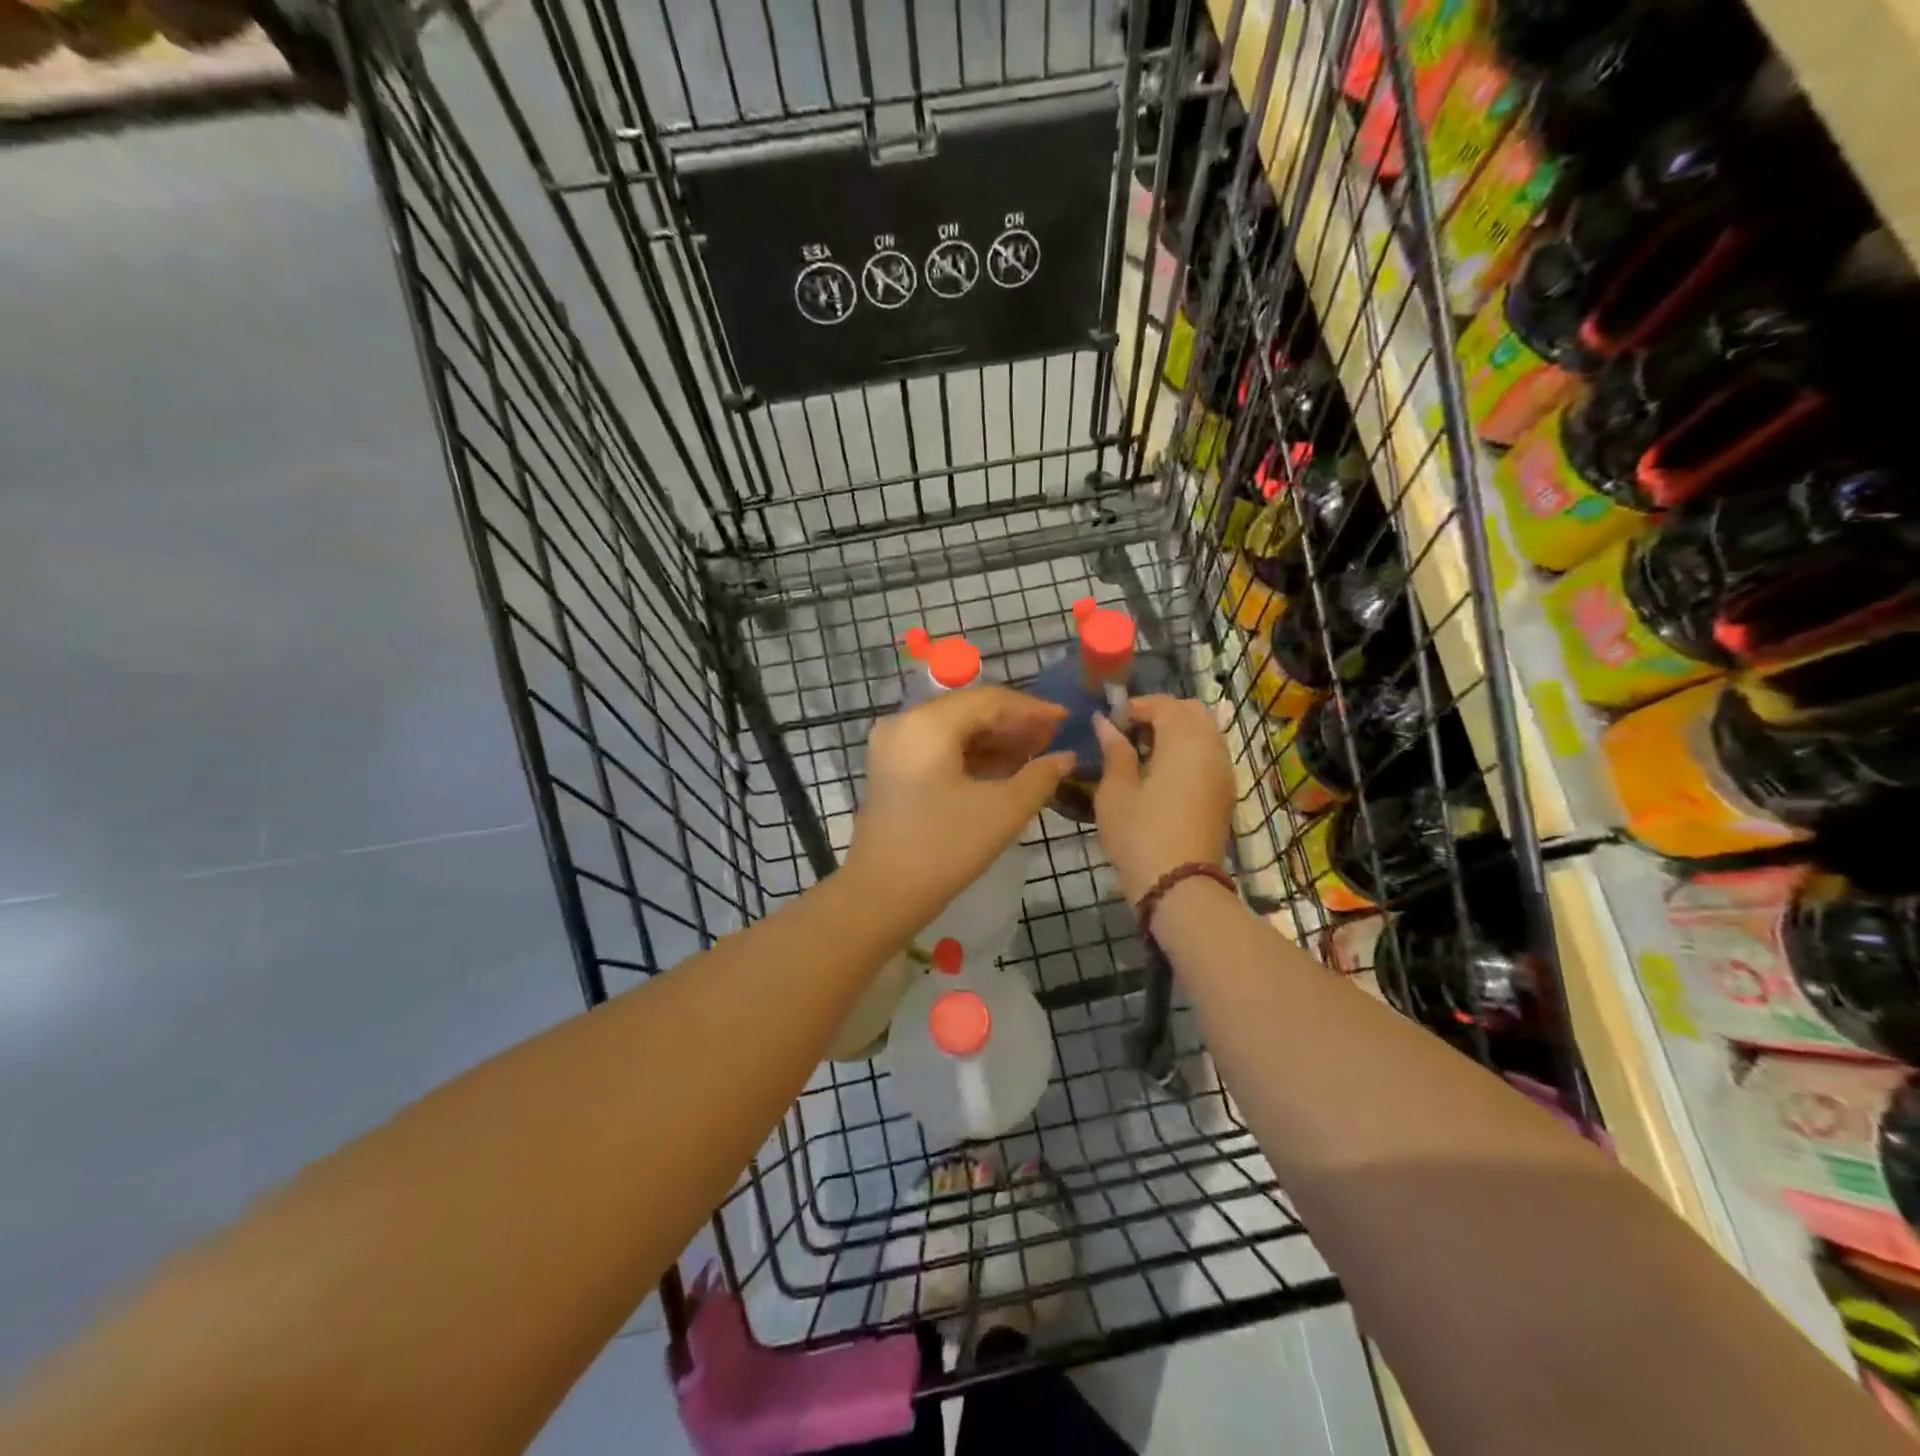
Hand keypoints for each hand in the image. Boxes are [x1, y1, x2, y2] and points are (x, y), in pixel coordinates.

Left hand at [845, 687, 1074, 930]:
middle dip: (1013, 723)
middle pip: (969, 709)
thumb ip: (1039, 777)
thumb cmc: (944, 848)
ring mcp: (893, 745)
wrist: (881, 894)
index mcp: (928, 723)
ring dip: (994, 738)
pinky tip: (1004, 767)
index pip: (989, 700)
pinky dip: (971, 753)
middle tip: (1053, 738)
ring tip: (1035, 753)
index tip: (1066, 719)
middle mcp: (905, 722)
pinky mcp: (892, 767)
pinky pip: (938, 746)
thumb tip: (1066, 757)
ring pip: (954, 727)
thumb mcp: (1002, 811)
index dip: (1031, 709)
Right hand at [1092, 695, 1234, 903]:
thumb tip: (1106, 723)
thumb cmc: (1139, 833)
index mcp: (1185, 741)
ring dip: (1176, 733)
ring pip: (1204, 734)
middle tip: (1129, 733)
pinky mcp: (1225, 795)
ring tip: (1143, 755)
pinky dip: (1188, 753)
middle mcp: (1212, 749)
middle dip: (1161, 714)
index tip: (1111, 721)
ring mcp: (1224, 773)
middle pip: (1192, 713)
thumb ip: (1115, 751)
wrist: (1179, 886)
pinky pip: (1209, 757)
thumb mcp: (1116, 791)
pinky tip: (1162, 775)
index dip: (1136, 706)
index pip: (1165, 704)